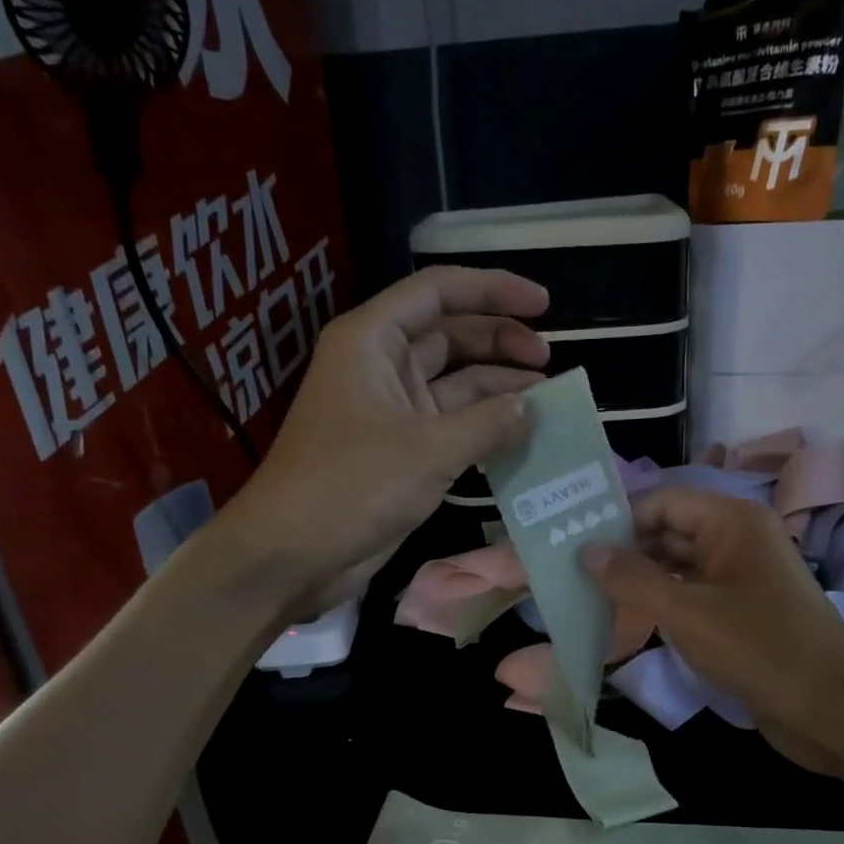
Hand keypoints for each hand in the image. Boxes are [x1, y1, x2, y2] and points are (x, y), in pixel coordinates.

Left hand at [221, 266, 548, 610]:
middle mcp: (381, 367)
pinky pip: (450, 427)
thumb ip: (487, 424)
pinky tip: (521, 436)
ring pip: (453, 384)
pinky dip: (483, 429)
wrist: (294, 554)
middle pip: (449, 336)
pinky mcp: (400, 453)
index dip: (493, 289)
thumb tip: (529, 408)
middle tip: (549, 360)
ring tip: (546, 400)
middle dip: (499, 342)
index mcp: (372, 341)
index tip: (543, 304)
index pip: (438, 293)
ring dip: (497, 389)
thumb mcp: (428, 450)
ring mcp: (391, 412)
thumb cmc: (352, 487)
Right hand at [584, 488, 843, 773]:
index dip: (620, 519)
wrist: (831, 708)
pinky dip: (659, 607)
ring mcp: (738, 580)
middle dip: (624, 553)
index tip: (574, 544)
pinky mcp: (738, 615)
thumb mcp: (687, 612)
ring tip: (587, 598)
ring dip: (638, 583)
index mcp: (731, 522)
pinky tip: (624, 623)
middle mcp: (736, 541)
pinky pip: (690, 599)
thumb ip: (633, 580)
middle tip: (571, 575)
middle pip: (668, 533)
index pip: (663, 501)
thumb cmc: (760, 647)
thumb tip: (587, 551)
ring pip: (676, 569)